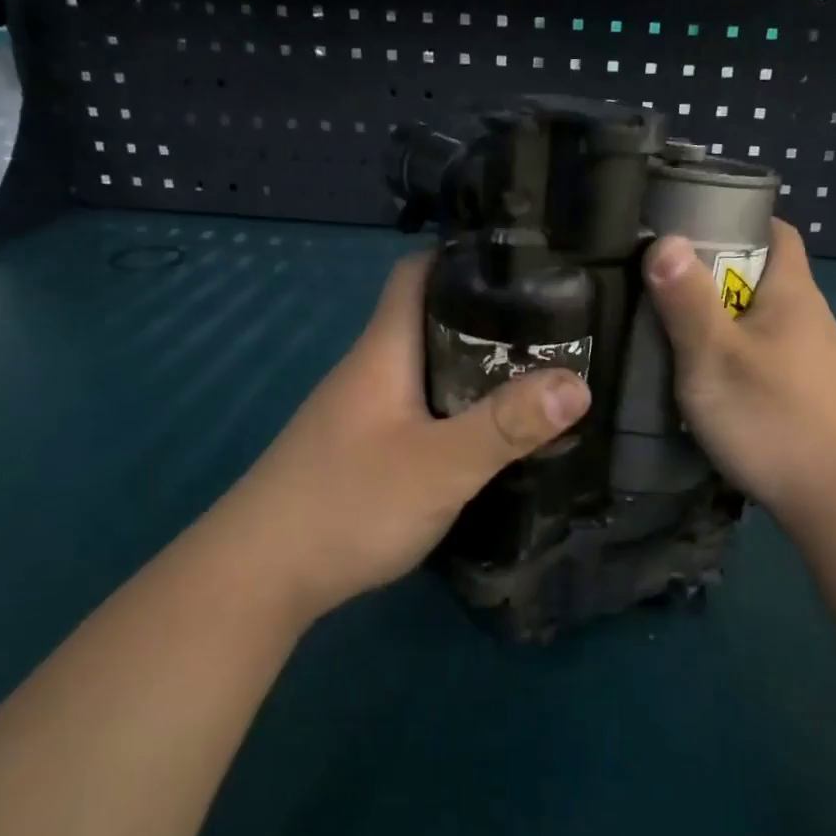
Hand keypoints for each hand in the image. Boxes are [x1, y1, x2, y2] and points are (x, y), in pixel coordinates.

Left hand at [217, 252, 589, 626]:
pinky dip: (458, 411)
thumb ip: (506, 425)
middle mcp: (370, 371)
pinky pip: (421, 410)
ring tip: (537, 379)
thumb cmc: (347, 504)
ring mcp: (362, 413)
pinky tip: (489, 437)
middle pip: (431, 321)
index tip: (528, 265)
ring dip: (477, 369)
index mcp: (384, 351)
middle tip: (556, 330)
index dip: (466, 257)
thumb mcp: (439, 466)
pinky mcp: (362, 451)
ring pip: (428, 370)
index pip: (419, 272)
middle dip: (490, 319)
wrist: (258, 577)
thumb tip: (577, 383)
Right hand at [643, 220, 835, 530]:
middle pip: (761, 274)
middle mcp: (809, 315)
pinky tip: (712, 383)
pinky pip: (767, 354)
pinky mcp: (811, 392)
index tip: (685, 232)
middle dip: (713, 276)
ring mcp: (813, 357)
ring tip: (675, 337)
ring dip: (722, 321)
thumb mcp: (713, 358)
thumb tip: (664, 238)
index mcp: (791, 291)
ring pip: (761, 319)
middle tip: (662, 291)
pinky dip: (737, 355)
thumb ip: (686, 300)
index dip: (733, 220)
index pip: (774, 229)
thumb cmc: (772, 419)